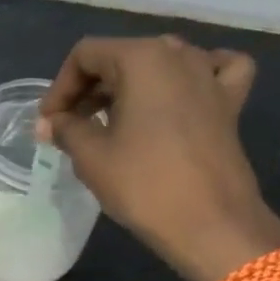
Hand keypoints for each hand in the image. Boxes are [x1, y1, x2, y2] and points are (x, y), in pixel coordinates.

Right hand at [36, 34, 279, 280]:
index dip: (59, 87)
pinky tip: (181, 96)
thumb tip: (51, 122)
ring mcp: (210, 76)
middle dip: (89, 90)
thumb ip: (65, 128)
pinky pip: (212, 72)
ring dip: (128, 87)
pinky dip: (192, 78)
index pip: (85, 55)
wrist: (212, 225)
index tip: (49, 123)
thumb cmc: (144, 184)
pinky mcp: (230, 103)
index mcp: (142, 58)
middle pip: (120, 57)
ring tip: (110, 121)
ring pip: (159, 64)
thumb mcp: (90, 155)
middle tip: (69, 127)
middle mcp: (179, 55)